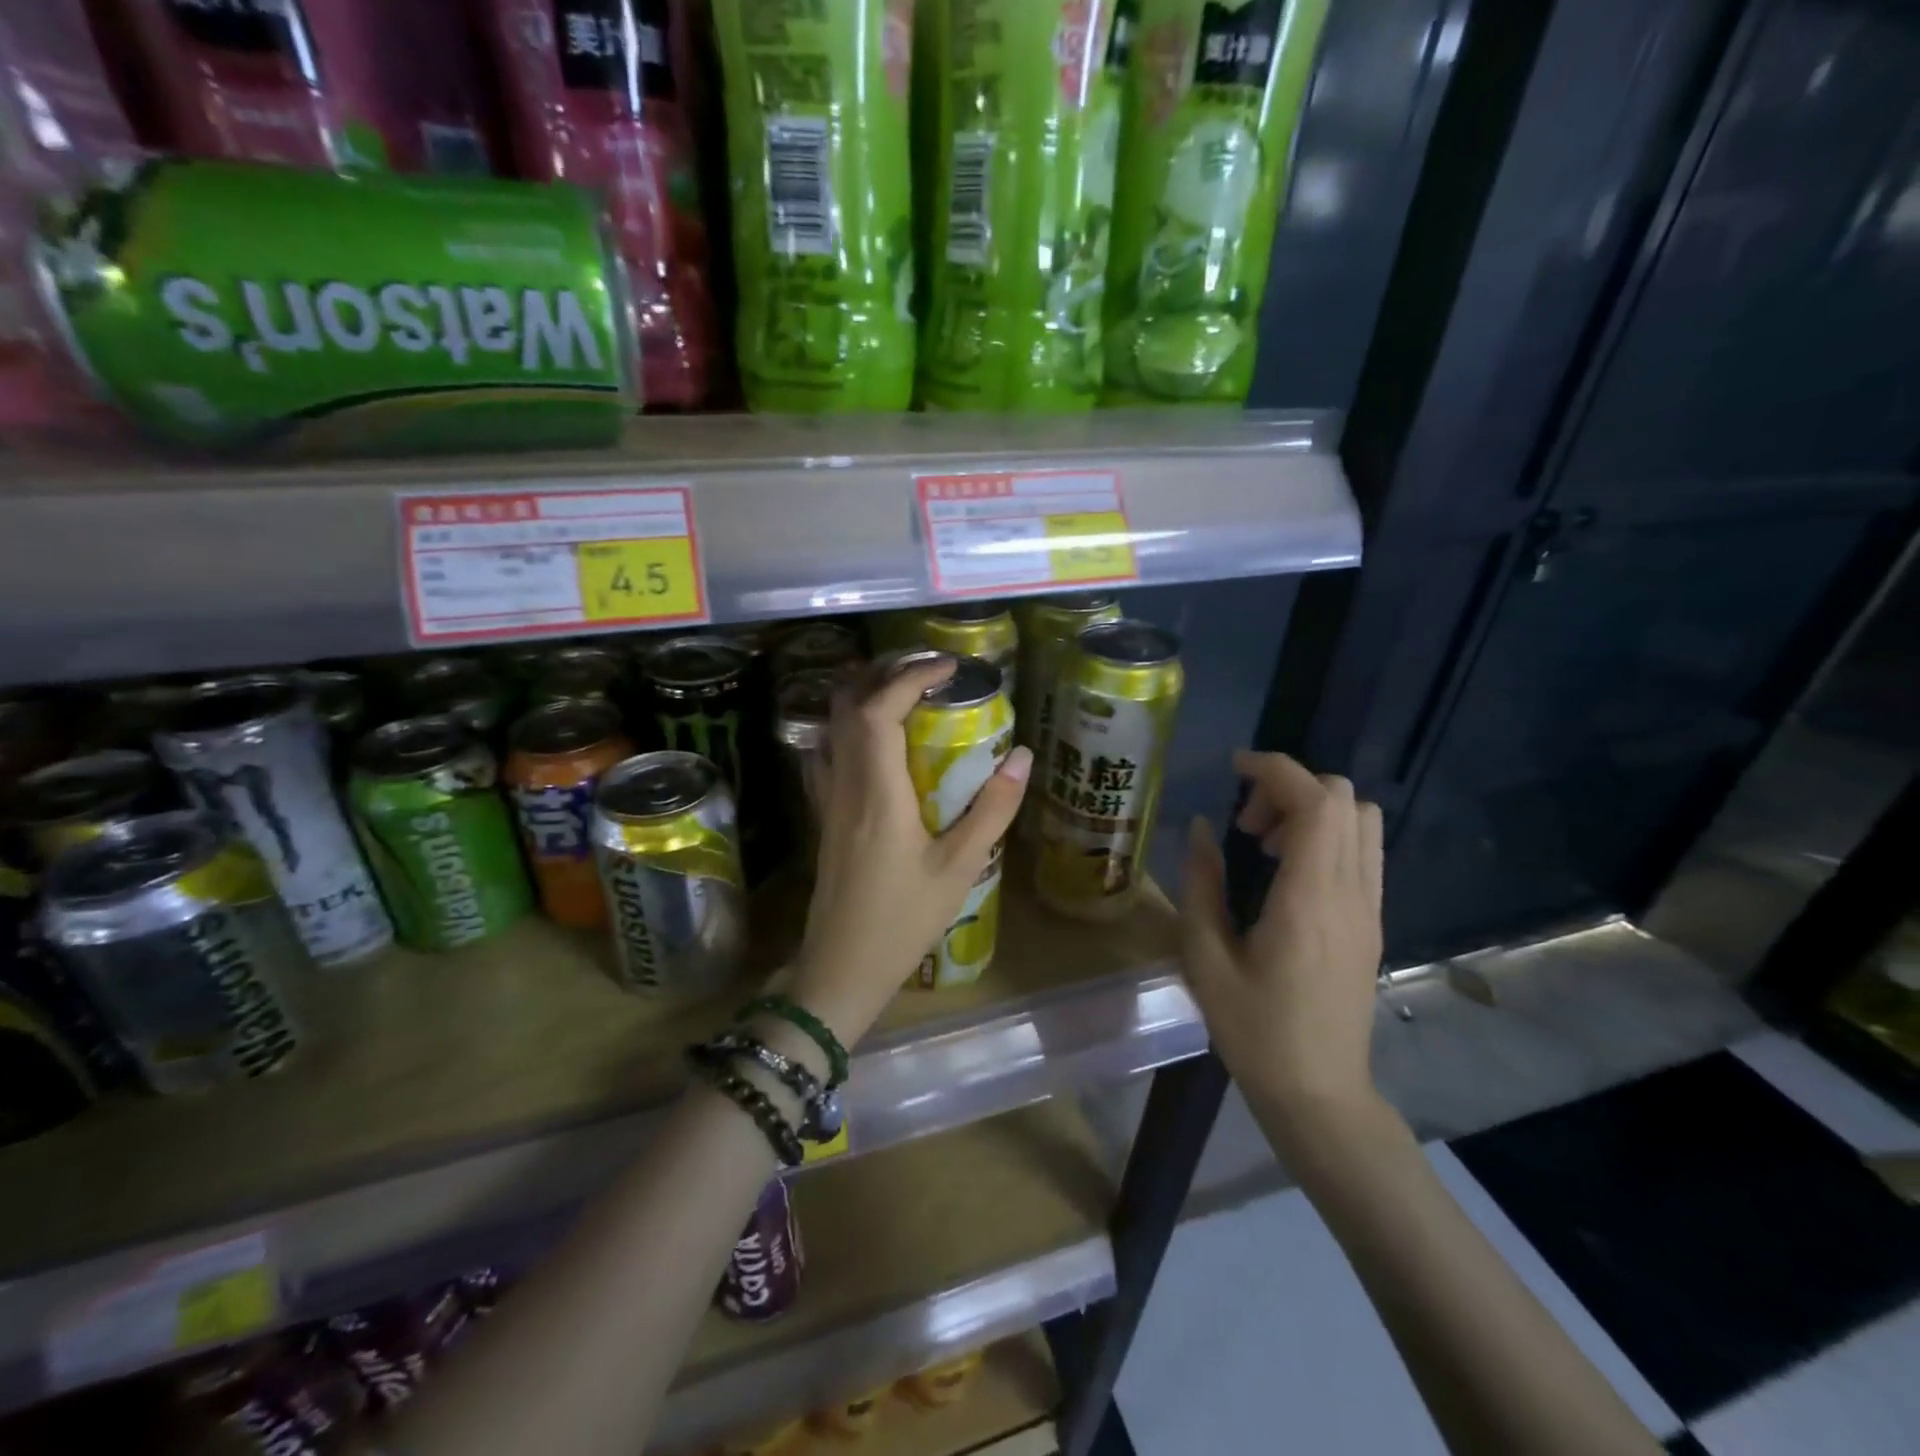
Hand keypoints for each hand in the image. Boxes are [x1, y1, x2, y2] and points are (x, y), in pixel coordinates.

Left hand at [788, 654, 1030, 1045]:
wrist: (840, 968)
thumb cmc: (903, 921)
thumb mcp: (960, 868)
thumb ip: (992, 810)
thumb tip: (1022, 756)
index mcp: (877, 792)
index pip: (879, 709)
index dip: (910, 676)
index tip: (948, 666)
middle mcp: (845, 784)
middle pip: (848, 706)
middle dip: (885, 673)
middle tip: (929, 670)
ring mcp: (829, 799)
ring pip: (834, 727)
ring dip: (866, 695)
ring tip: (908, 691)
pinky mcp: (826, 815)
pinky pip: (833, 752)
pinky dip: (854, 726)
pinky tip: (880, 739)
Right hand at [1181, 752, 1384, 1138]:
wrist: (1320, 1093)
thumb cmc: (1254, 1031)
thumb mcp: (1205, 958)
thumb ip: (1201, 884)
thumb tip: (1201, 828)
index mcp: (1309, 899)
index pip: (1315, 802)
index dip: (1275, 769)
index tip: (1234, 769)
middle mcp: (1351, 893)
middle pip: (1344, 799)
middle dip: (1289, 789)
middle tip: (1243, 824)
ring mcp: (1371, 907)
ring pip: (1363, 820)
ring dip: (1313, 810)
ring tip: (1266, 845)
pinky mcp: (1373, 922)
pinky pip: (1363, 851)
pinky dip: (1328, 835)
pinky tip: (1288, 873)